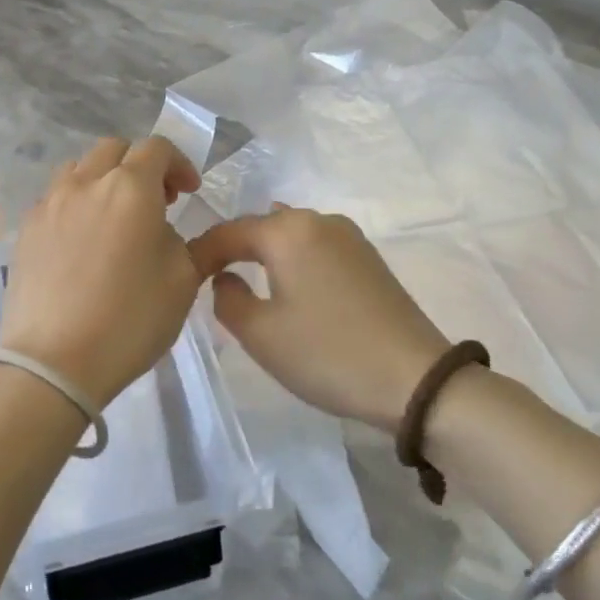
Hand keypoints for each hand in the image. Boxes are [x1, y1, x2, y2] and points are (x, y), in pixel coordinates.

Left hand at [0, 136, 203, 405]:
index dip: (178, 164)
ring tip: (115, 217)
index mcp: (130, 188)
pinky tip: (82, 242)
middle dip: (140, 166)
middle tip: (156, 202)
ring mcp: (49, 204)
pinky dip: (76, 204)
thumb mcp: (183, 283)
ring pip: (79, 169)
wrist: (53, 362)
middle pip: (115, 150)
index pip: (157, 148)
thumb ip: (189, 244)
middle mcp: (86, 183)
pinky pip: (55, 198)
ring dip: (104, 180)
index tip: (188, 193)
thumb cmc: (129, 320)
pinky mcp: (25, 229)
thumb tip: (167, 231)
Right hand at [189, 208, 449, 431]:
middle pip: (262, 226)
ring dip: (266, 253)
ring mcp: (349, 236)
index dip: (202, 252)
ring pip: (291, 234)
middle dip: (234, 248)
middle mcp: (319, 220)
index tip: (184, 276)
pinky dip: (294, 260)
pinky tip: (290, 284)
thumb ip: (228, 299)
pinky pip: (316, 247)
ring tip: (247, 278)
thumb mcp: (260, 334)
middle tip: (211, 278)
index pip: (229, 231)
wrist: (415, 379)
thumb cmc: (327, 354)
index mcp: (288, 230)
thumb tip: (226, 277)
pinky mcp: (369, 257)